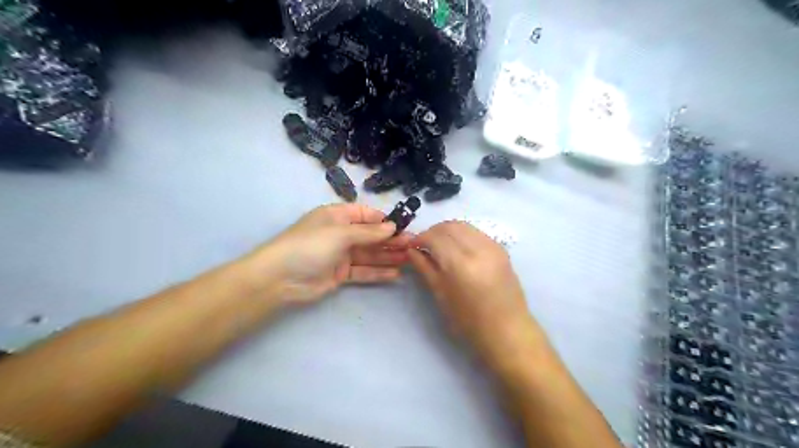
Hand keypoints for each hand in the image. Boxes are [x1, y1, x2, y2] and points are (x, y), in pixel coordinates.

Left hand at [248, 204, 411, 305]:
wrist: (280, 278)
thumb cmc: (310, 245)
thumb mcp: (340, 233)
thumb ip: (368, 232)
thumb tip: (392, 226)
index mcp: (337, 216)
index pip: (366, 214)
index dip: (384, 220)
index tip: (404, 226)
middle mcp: (340, 233)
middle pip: (370, 235)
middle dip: (391, 239)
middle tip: (413, 245)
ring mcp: (340, 254)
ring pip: (369, 254)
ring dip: (388, 256)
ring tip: (410, 259)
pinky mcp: (340, 274)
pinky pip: (363, 271)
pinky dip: (377, 272)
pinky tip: (395, 274)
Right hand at [409, 220, 532, 367]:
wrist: (507, 330)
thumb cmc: (469, 320)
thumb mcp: (441, 295)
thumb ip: (425, 268)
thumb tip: (411, 250)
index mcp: (460, 264)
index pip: (434, 237)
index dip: (420, 238)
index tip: (412, 246)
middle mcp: (477, 249)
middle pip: (449, 226)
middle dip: (433, 231)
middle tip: (424, 245)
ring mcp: (492, 246)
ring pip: (463, 225)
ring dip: (447, 230)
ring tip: (439, 245)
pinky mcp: (500, 248)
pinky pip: (476, 232)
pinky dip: (462, 234)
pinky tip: (457, 248)